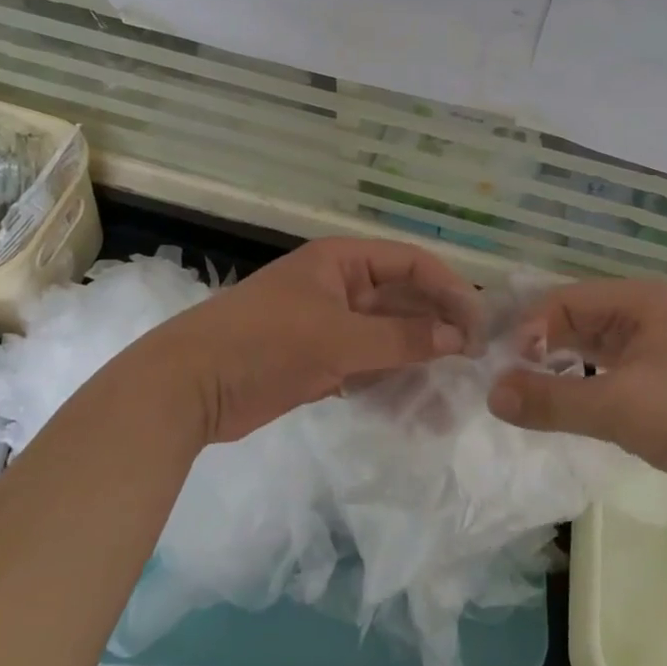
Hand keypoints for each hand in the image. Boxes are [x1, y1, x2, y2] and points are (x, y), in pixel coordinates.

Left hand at [143, 236, 481, 444]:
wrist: (189, 386)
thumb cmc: (266, 343)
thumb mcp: (338, 338)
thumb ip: (400, 339)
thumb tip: (457, 339)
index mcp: (342, 262)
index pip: (410, 262)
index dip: (447, 287)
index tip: (477, 322)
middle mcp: (340, 287)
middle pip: (401, 300)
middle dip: (435, 327)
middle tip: (473, 360)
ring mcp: (329, 325)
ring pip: (386, 336)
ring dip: (416, 358)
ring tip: (452, 389)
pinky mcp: (318, 361)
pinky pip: (367, 364)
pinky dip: (389, 380)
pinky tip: (416, 404)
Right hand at [488, 279, 666, 514]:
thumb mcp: (616, 408)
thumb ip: (551, 401)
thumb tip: (492, 395)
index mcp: (641, 301)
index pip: (567, 299)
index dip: (531, 328)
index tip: (505, 365)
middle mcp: (650, 313)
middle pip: (580, 318)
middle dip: (543, 345)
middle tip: (509, 377)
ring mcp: (662, 345)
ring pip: (596, 345)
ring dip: (563, 364)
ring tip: (531, 391)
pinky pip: (613, 368)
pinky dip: (587, 381)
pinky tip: (569, 403)